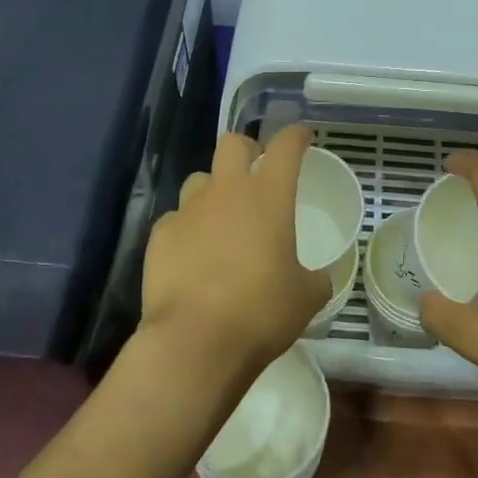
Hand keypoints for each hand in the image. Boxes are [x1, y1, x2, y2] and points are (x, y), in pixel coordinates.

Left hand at [138, 124, 331, 386]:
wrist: (195, 342)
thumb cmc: (261, 312)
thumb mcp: (307, 296)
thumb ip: (315, 276)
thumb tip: (316, 276)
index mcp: (269, 195)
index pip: (286, 145)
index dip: (296, 136)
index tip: (303, 138)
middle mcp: (227, 191)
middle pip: (233, 144)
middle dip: (247, 150)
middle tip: (256, 172)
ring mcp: (188, 210)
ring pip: (200, 179)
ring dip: (214, 190)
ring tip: (221, 219)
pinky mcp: (160, 235)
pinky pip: (176, 219)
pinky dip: (187, 229)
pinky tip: (192, 255)